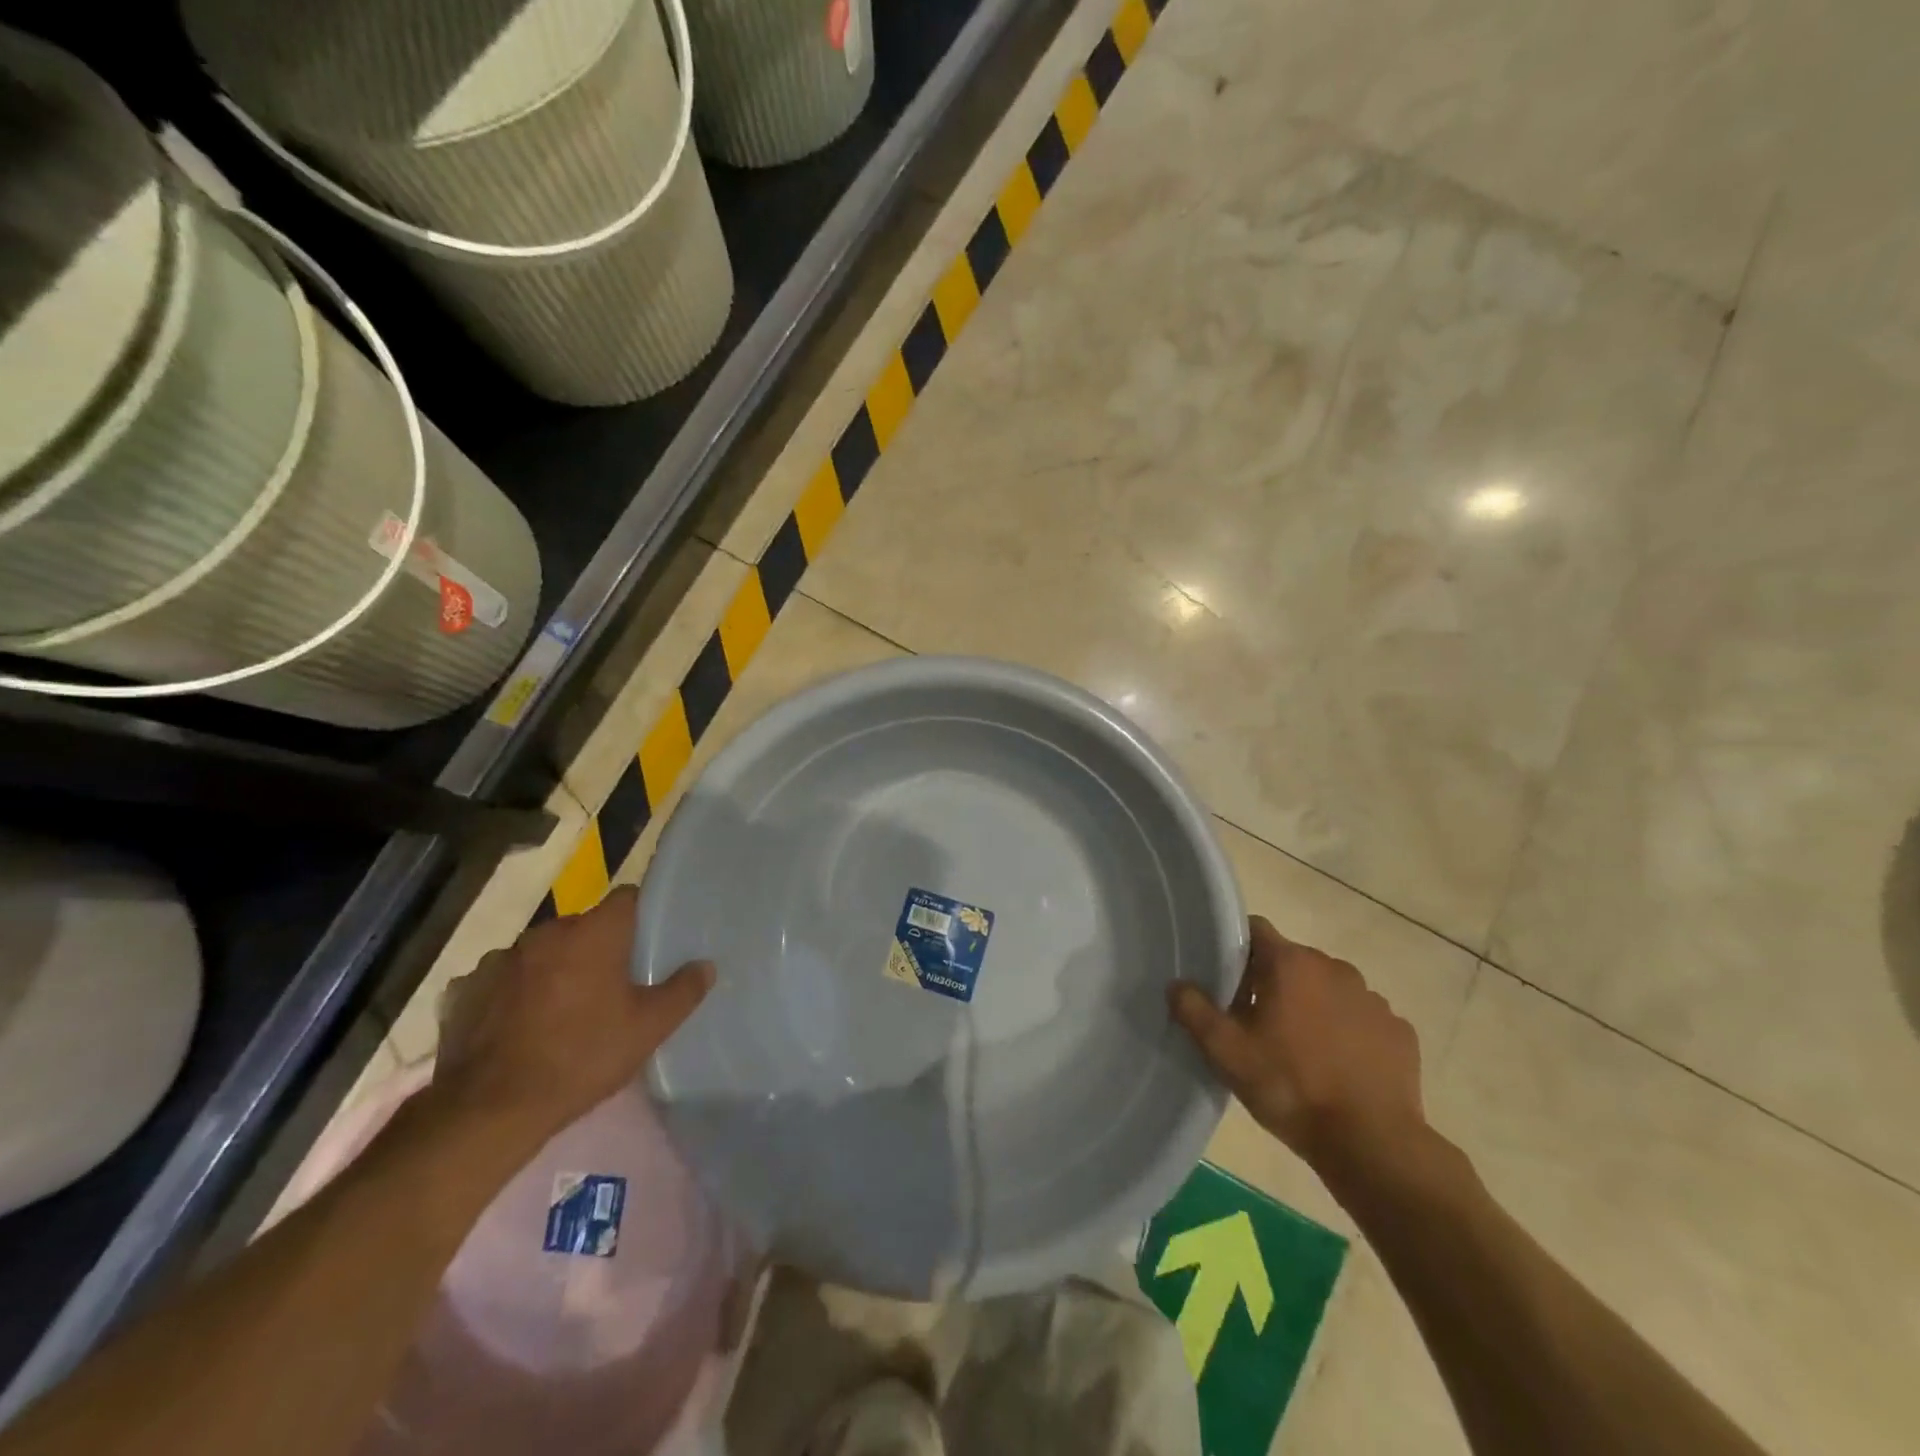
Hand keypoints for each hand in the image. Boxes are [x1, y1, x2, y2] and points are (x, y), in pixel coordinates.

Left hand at [433, 886, 711, 1140]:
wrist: (490, 1109)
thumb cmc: (582, 1057)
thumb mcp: (648, 1029)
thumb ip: (682, 991)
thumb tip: (706, 966)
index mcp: (594, 932)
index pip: (626, 897)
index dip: (640, 914)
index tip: (647, 940)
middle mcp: (546, 932)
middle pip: (582, 926)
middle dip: (596, 947)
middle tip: (611, 984)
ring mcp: (500, 959)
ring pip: (541, 952)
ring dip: (554, 968)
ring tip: (561, 1008)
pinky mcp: (465, 988)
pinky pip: (502, 979)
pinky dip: (514, 992)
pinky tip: (519, 1024)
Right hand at [1169, 916, 1426, 1178]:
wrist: (1372, 1144)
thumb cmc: (1291, 1088)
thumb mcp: (1227, 1053)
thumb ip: (1195, 1012)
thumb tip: (1177, 985)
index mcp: (1291, 964)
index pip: (1256, 929)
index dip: (1236, 949)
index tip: (1226, 980)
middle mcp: (1335, 968)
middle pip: (1292, 961)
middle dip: (1273, 983)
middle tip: (1256, 1023)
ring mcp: (1373, 999)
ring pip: (1329, 990)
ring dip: (1312, 1007)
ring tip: (1300, 1049)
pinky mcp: (1399, 1032)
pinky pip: (1362, 1019)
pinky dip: (1348, 1033)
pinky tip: (1339, 1068)